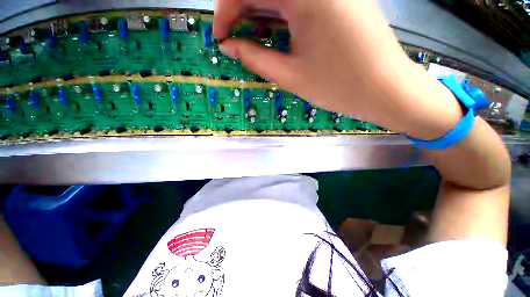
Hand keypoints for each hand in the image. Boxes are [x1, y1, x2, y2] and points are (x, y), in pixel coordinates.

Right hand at [215, 0, 463, 138]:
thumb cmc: (339, 86)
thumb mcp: (291, 76)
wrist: (384, 89)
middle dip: (240, 11)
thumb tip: (229, 47)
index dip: (225, 12)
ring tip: (251, 39)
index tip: (221, 37)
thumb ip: (256, 57)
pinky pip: (298, 0)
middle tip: (234, 39)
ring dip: (258, 12)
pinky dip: (279, 13)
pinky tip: (275, 31)